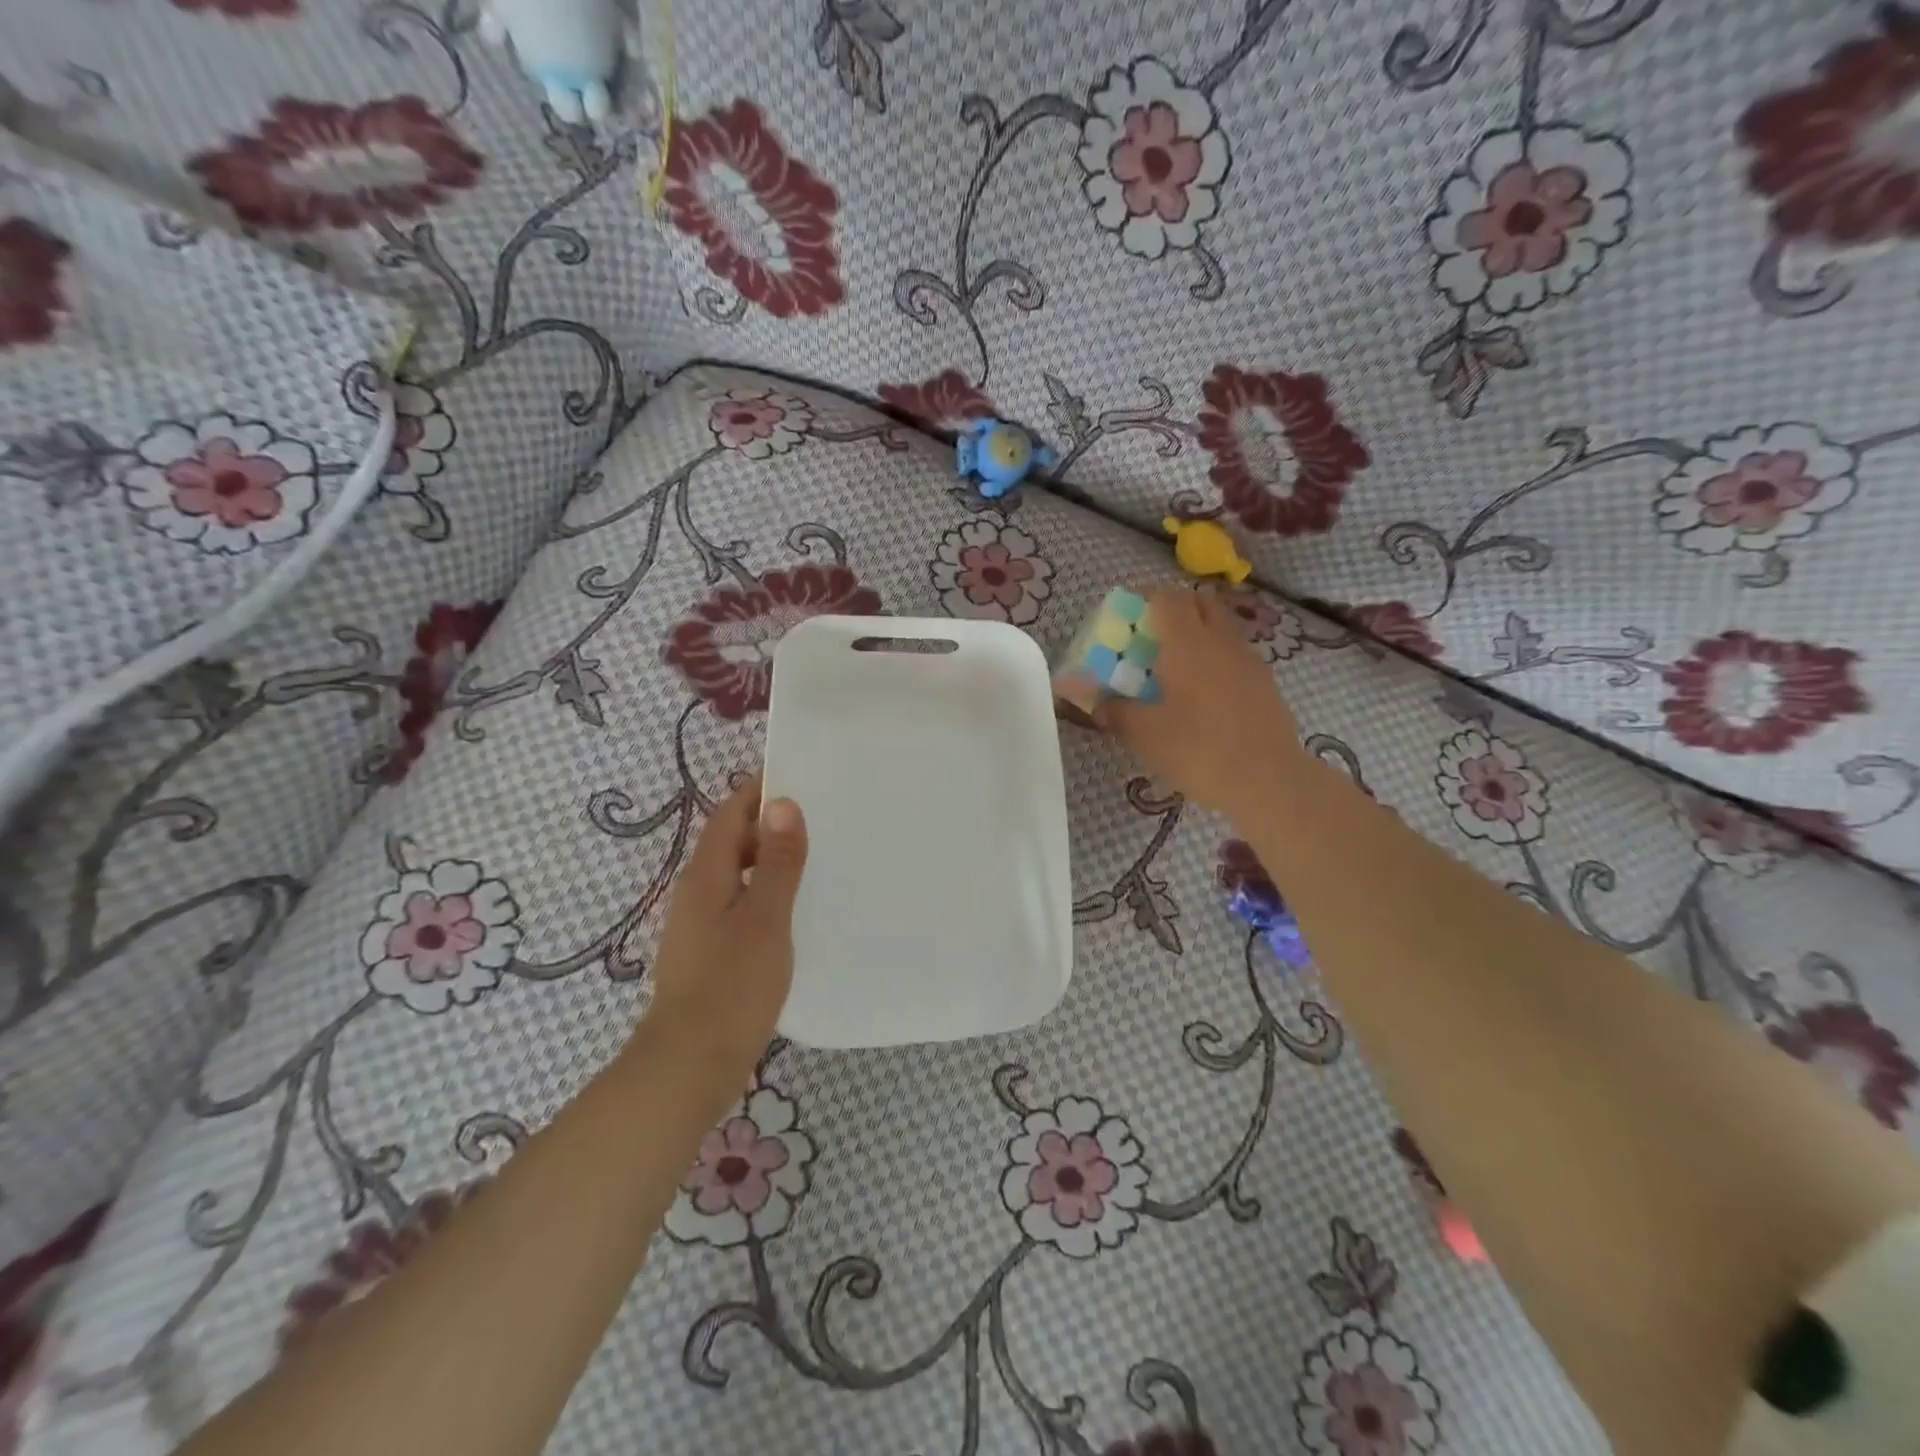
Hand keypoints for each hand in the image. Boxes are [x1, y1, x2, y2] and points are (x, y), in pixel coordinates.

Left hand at [642, 777, 807, 1080]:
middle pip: (733, 841)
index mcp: (707, 874)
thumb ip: (778, 861)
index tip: (801, 776)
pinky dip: (767, 894)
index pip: (730, 814)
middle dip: (771, 824)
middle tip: (823, 818)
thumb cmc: (732, 985)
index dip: (759, 791)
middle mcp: (698, 891)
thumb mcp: (765, 917)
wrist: (691, 1064)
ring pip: (739, 875)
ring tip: (818, 859)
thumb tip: (783, 803)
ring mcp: (701, 924)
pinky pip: (741, 904)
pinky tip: (796, 910)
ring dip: (772, 860)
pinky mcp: (711, 951)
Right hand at [1095, 588, 1301, 817]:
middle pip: (1197, 602)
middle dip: (1172, 611)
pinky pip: (1234, 653)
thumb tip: (1092, 700)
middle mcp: (1219, 640)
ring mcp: (1248, 659)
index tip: (1126, 622)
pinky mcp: (1264, 682)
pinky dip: (1216, 658)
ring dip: (1197, 634)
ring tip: (1175, 670)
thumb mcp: (1145, 734)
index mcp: (1186, 643)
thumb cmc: (1199, 751)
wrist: (1269, 781)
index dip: (1143, 601)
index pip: (1165, 597)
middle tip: (1151, 641)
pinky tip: (1203, 695)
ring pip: (1219, 627)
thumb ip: (1114, 710)